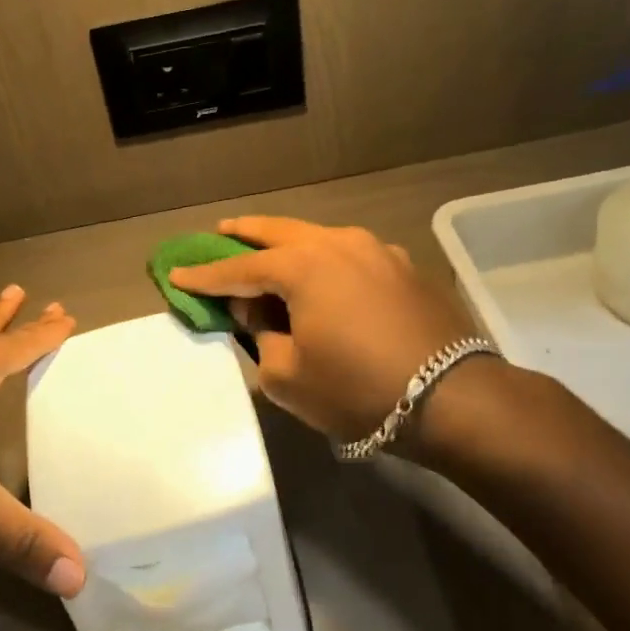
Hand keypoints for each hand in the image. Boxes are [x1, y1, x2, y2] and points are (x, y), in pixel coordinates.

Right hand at [168, 217, 477, 440]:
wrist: (452, 399)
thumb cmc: (357, 389)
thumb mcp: (288, 376)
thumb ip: (261, 338)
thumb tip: (259, 314)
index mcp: (303, 266)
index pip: (239, 268)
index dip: (205, 275)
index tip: (176, 275)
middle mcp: (337, 244)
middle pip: (279, 231)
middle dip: (245, 233)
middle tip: (220, 231)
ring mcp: (376, 251)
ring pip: (318, 236)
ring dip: (288, 242)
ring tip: (269, 247)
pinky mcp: (403, 267)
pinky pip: (349, 253)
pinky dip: (325, 258)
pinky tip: (324, 273)